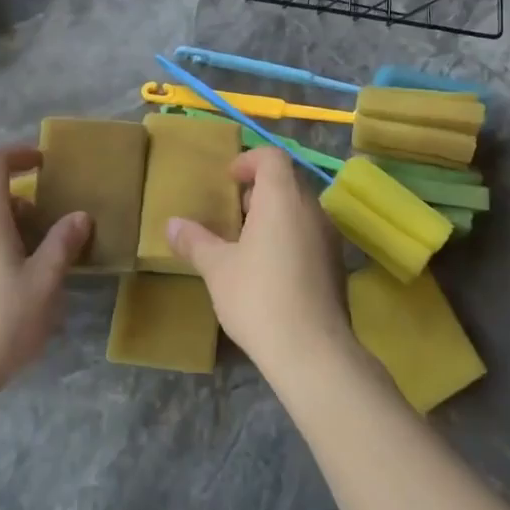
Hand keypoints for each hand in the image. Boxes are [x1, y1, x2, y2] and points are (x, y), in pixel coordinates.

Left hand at [0, 145, 90, 398]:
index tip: (44, 164)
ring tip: (33, 254)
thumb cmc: (1, 322)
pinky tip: (8, 277)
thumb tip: (79, 216)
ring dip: (5, 221)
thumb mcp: (45, 282)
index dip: (19, 154)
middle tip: (48, 223)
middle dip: (18, 196)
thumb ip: (63, 243)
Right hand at [164, 147, 357, 380]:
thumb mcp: (217, 269)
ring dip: (274, 215)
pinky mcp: (336, 264)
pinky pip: (310, 234)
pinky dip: (289, 237)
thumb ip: (195, 241)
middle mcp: (312, 209)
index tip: (229, 180)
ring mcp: (329, 237)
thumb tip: (172, 224)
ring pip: (300, 210)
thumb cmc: (259, 298)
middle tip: (232, 214)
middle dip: (258, 190)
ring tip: (246, 243)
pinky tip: (270, 270)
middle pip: (287, 181)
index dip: (249, 160)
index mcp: (282, 199)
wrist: (313, 352)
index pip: (272, 157)